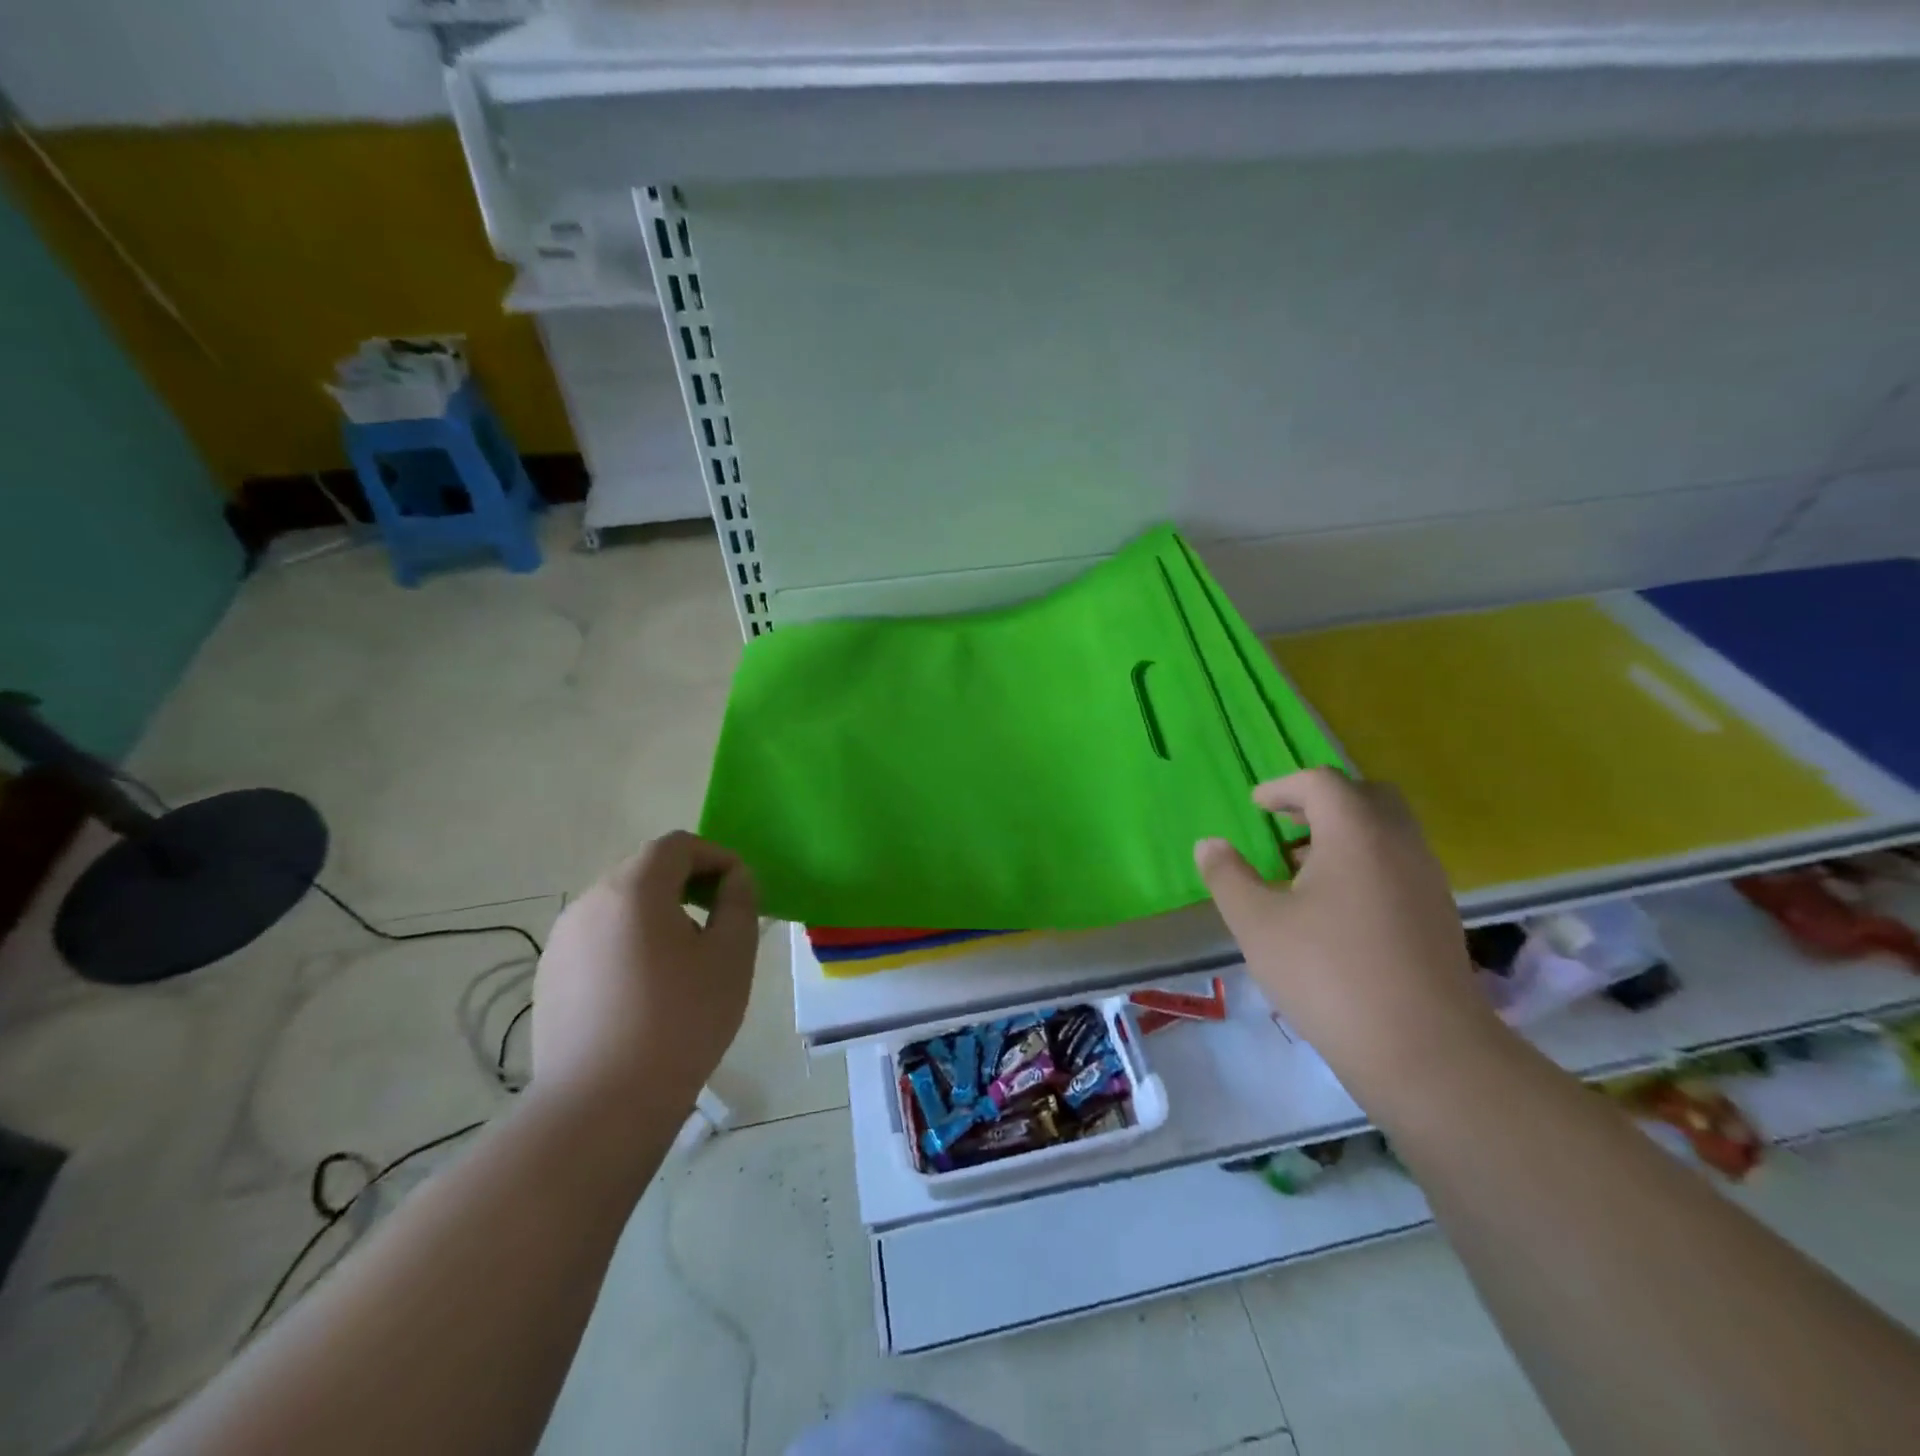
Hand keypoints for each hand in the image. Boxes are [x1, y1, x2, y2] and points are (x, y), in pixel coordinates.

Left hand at [532, 832, 758, 1108]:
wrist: (602, 1106)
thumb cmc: (680, 1021)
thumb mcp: (731, 956)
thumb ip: (739, 903)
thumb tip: (734, 879)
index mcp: (633, 889)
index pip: (677, 845)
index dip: (715, 856)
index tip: (740, 888)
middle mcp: (589, 902)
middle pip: (645, 870)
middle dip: (688, 884)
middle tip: (719, 922)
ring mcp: (562, 941)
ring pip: (621, 906)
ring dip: (657, 914)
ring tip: (685, 960)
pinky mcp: (551, 977)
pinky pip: (599, 939)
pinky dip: (629, 943)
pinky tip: (646, 990)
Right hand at [1195, 768, 1500, 1093]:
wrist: (1423, 1050)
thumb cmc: (1328, 974)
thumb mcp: (1257, 923)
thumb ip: (1228, 876)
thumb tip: (1209, 845)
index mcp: (1355, 833)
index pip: (1321, 782)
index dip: (1283, 787)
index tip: (1257, 806)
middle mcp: (1399, 844)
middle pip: (1366, 796)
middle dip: (1322, 802)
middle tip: (1286, 826)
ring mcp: (1427, 880)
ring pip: (1387, 832)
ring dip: (1345, 835)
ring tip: (1302, 870)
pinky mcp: (1439, 916)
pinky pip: (1399, 865)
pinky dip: (1365, 864)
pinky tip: (1336, 909)